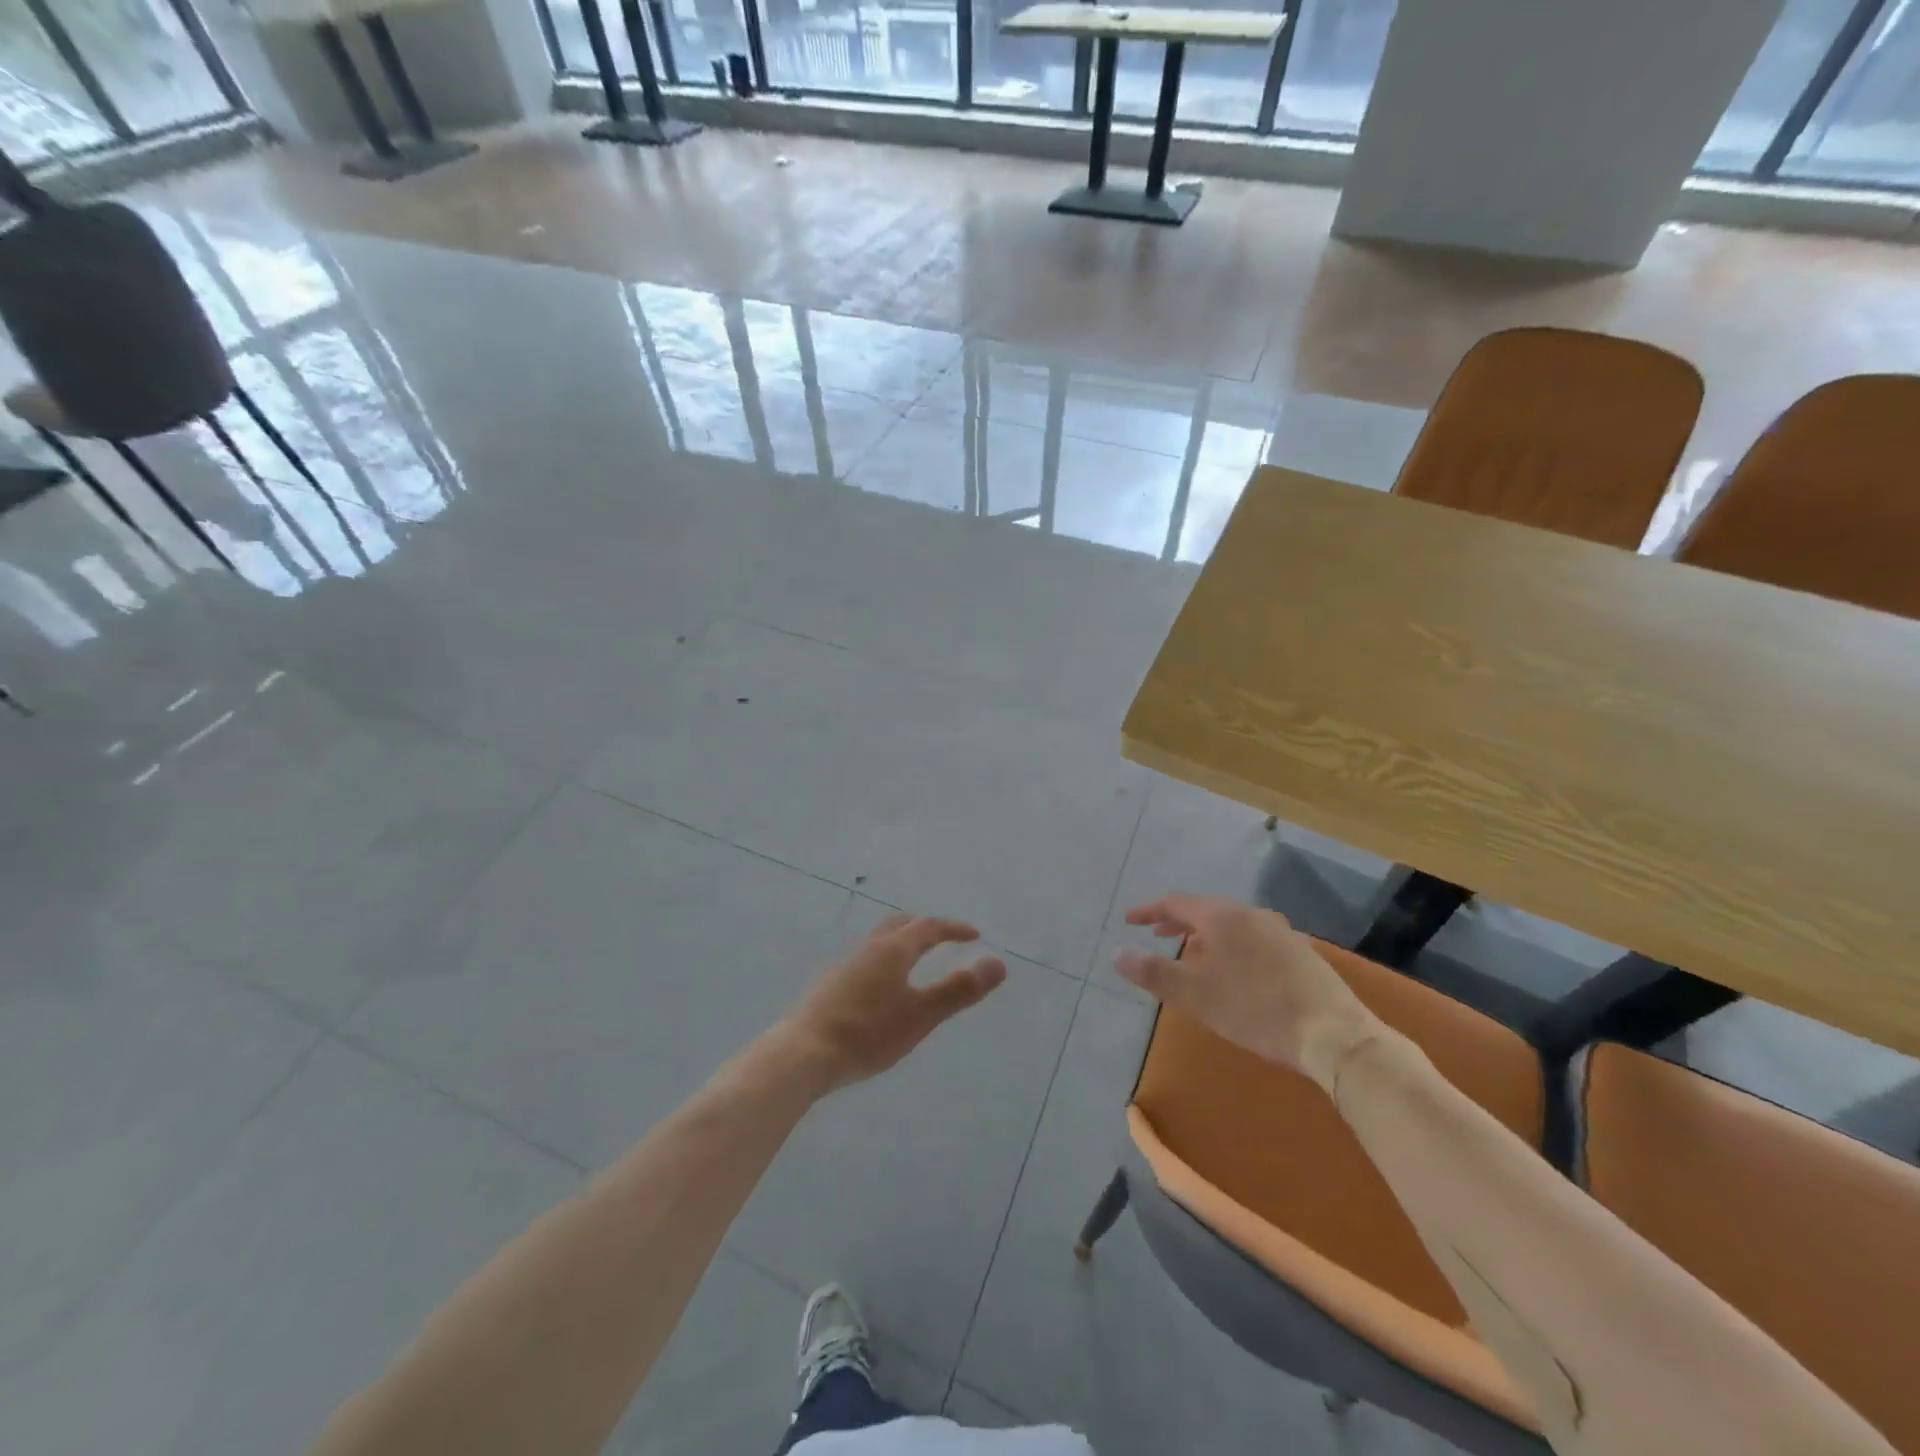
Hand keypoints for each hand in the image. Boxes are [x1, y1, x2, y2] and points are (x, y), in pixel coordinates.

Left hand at [780, 914, 1007, 1093]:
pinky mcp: (829, 983)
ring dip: (902, 942)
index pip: (929, 927)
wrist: (803, 1053)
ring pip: (879, 940)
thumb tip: (998, 963)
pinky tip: (881, 986)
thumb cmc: (868, 1034)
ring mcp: (845, 964)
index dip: (954, 929)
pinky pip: (865, 958)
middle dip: (925, 927)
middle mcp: (868, 948)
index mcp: (893, 949)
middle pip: (900, 925)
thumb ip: (959, 990)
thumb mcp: (922, 1015)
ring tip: (915, 960)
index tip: (974, 935)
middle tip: (944, 937)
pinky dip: (884, 959)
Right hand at [1115, 894, 1380, 1092]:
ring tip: (1193, 953)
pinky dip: (1232, 944)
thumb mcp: (1196, 996)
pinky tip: (1235, 970)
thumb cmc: (1256, 1011)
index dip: (1150, 911)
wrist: (1335, 1035)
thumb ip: (1155, 972)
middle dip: (1178, 921)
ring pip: (1232, 923)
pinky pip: (1254, 937)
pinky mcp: (1301, 953)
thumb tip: (1117, 954)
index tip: (1130, 920)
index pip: (1177, 903)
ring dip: (1207, 934)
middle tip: (1157, 933)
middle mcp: (1251, 914)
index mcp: (1223, 917)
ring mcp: (1281, 931)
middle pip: (1206, 909)